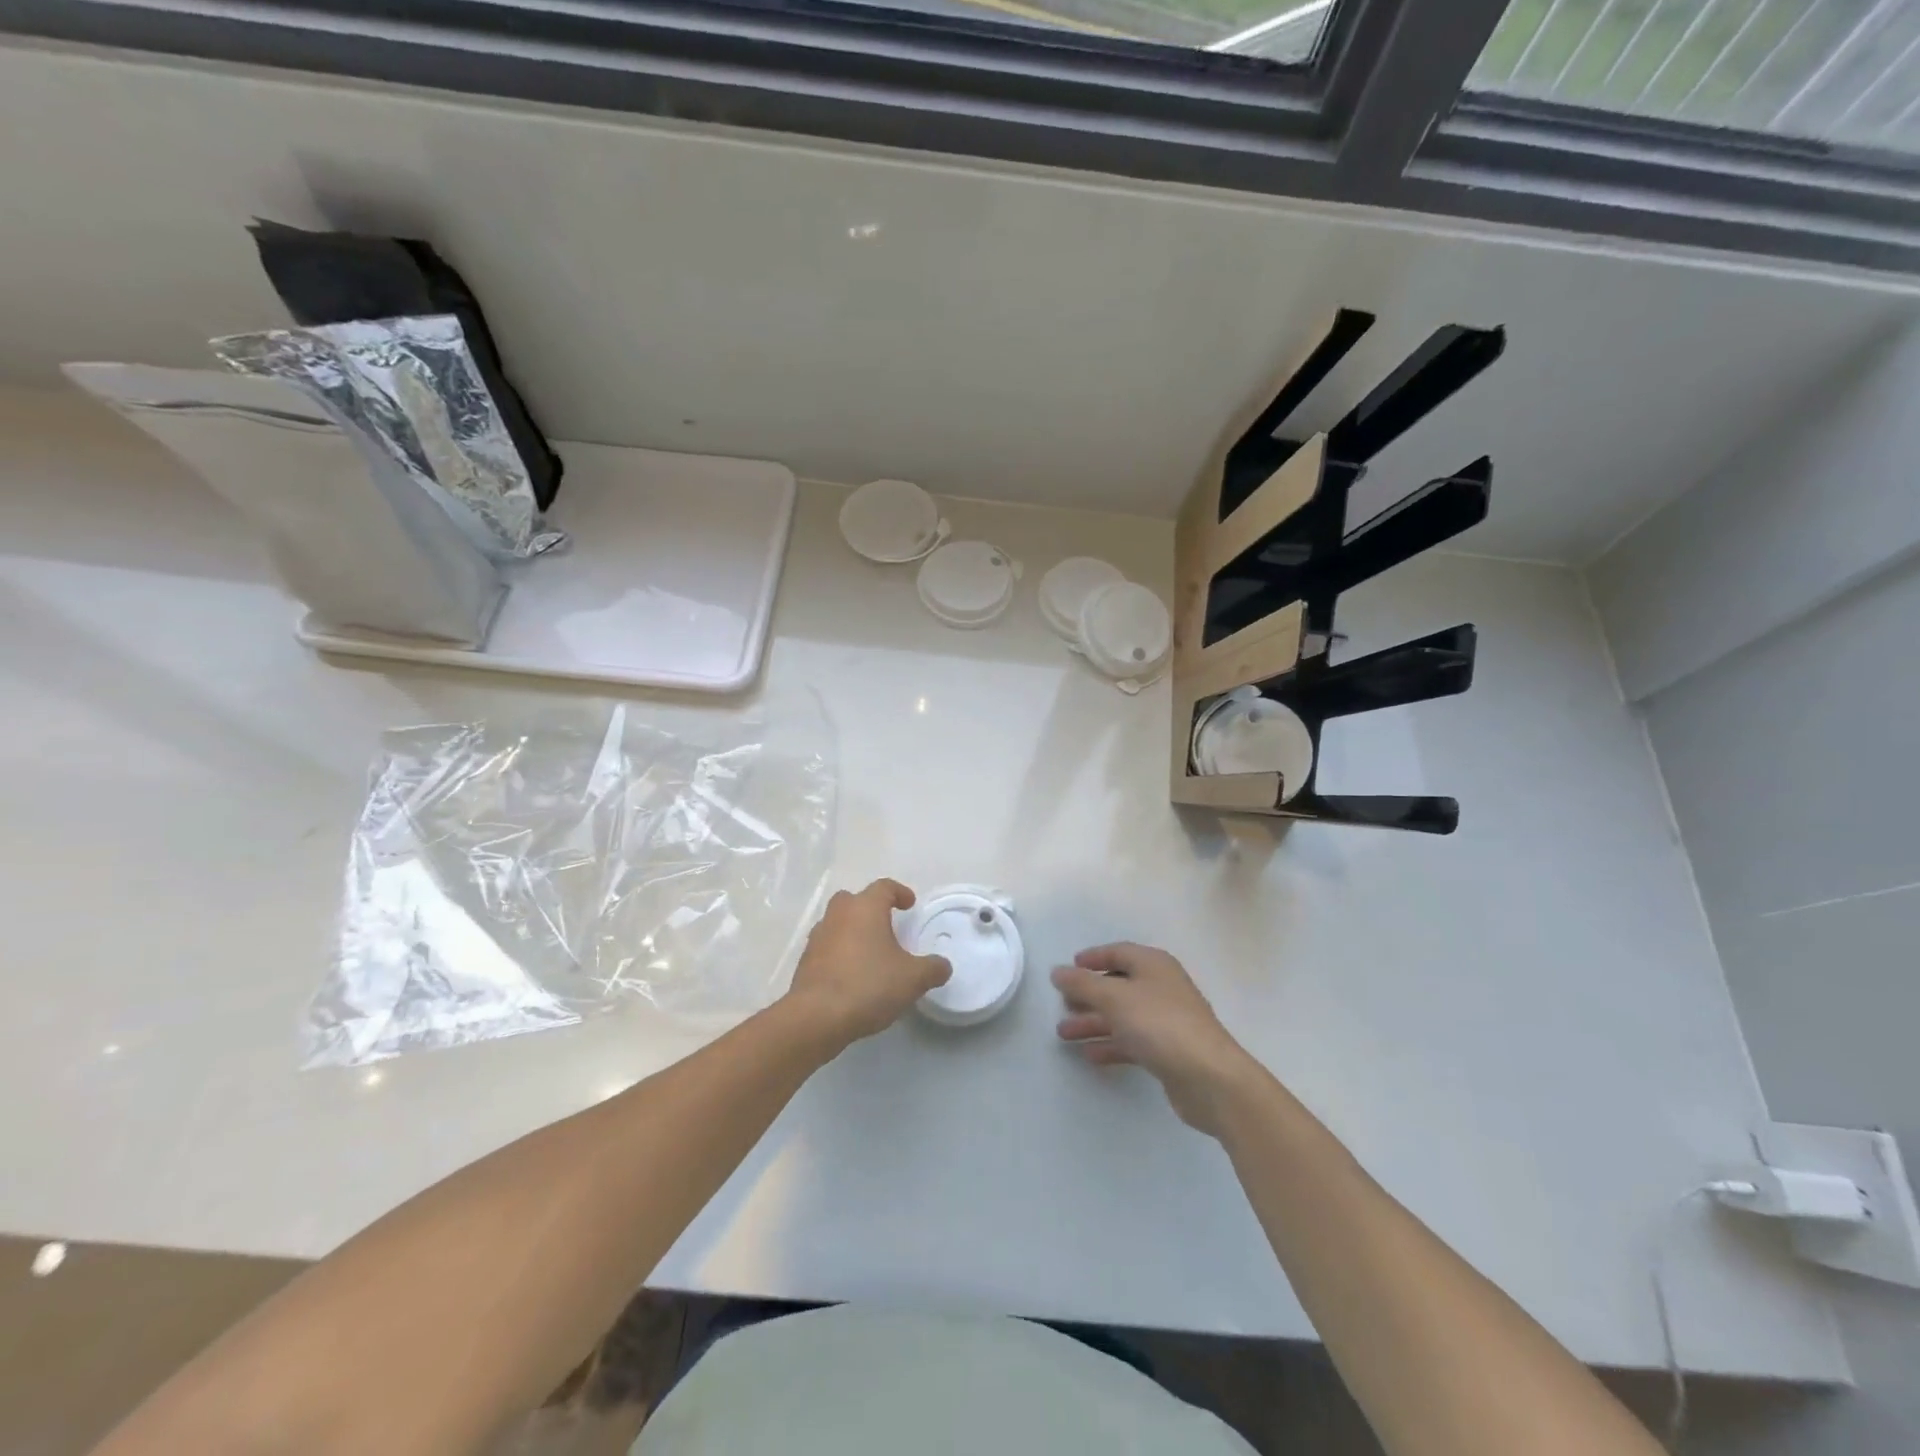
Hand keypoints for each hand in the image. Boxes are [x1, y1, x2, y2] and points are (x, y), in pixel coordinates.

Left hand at [783, 880, 950, 1051]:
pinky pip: (827, 947)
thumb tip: (943, 966)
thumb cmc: (869, 985)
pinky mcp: (805, 961)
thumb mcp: (913, 979)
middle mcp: (838, 914)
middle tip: (887, 926)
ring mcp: (818, 937)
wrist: (816, 1016)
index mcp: (865, 908)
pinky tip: (852, 974)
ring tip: (870, 953)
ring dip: (853, 931)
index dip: (899, 892)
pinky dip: (840, 953)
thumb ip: (932, 969)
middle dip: (871, 909)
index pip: (884, 887)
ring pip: (838, 923)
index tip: (909, 904)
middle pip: (854, 900)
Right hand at [1052, 943, 1262, 1137]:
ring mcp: (1166, 1020)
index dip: (1093, 958)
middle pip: (1118, 985)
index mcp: (1153, 965)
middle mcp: (1161, 987)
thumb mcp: (1115, 998)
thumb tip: (1058, 971)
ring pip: (1123, 1015)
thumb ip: (1083, 983)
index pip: (1118, 952)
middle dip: (1088, 995)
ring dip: (1093, 1022)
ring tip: (1063, 1033)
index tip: (1068, 968)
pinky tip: (1090, 1054)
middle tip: (1062, 1004)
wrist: (1209, 1078)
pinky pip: (1132, 1041)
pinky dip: (1111, 1044)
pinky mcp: (1168, 1051)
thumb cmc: (1160, 1024)